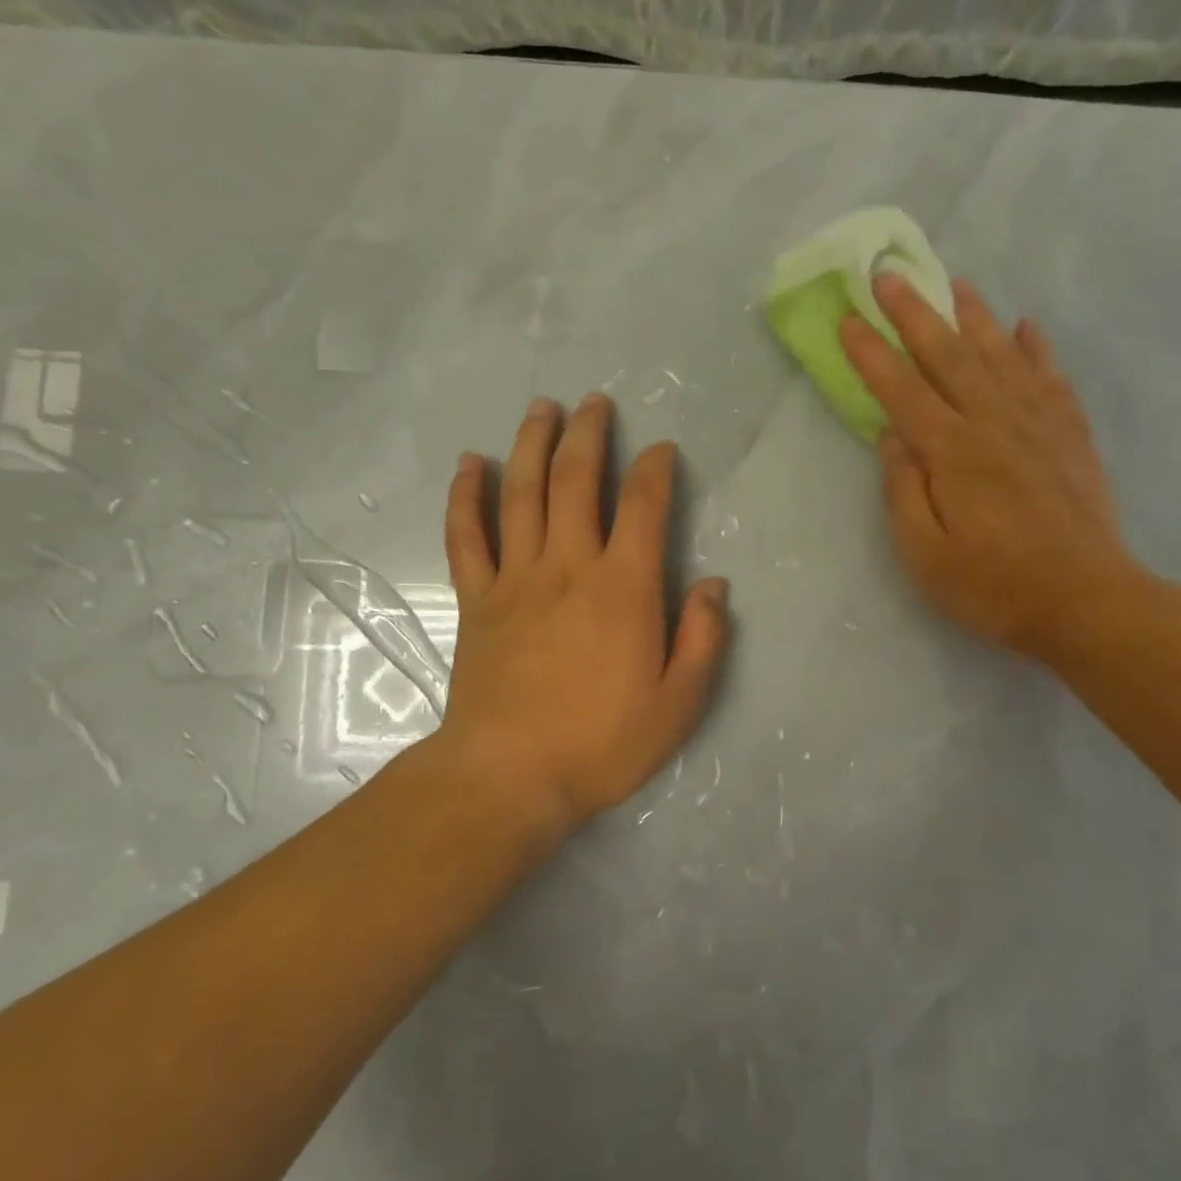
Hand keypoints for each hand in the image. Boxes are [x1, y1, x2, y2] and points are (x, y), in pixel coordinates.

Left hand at [435, 394, 729, 829]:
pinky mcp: (478, 599)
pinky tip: (472, 464)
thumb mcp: (679, 703)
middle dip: (589, 434)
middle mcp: (569, 566)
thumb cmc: (602, 742)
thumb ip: (703, 639)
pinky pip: (467, 535)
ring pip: (522, 493)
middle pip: (577, 480)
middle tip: (595, 403)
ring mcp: (516, 578)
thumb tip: (714, 584)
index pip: (644, 506)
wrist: (509, 776)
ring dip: (532, 444)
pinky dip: (467, 496)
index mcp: (624, 587)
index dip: (656, 469)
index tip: (662, 449)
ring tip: (542, 409)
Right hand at [839, 275, 1134, 663]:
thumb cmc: (994, 587)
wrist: (1088, 602)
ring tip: (956, 284)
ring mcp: (1038, 425)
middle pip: (949, 355)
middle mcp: (994, 423)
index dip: (872, 353)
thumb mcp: (926, 555)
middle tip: (890, 274)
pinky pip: (1050, 378)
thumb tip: (893, 437)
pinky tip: (1026, 328)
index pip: (902, 390)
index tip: (849, 318)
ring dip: (975, 316)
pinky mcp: (1071, 436)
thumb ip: (904, 491)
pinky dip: (1036, 348)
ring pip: (1001, 355)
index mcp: (953, 453)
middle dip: (915, 312)